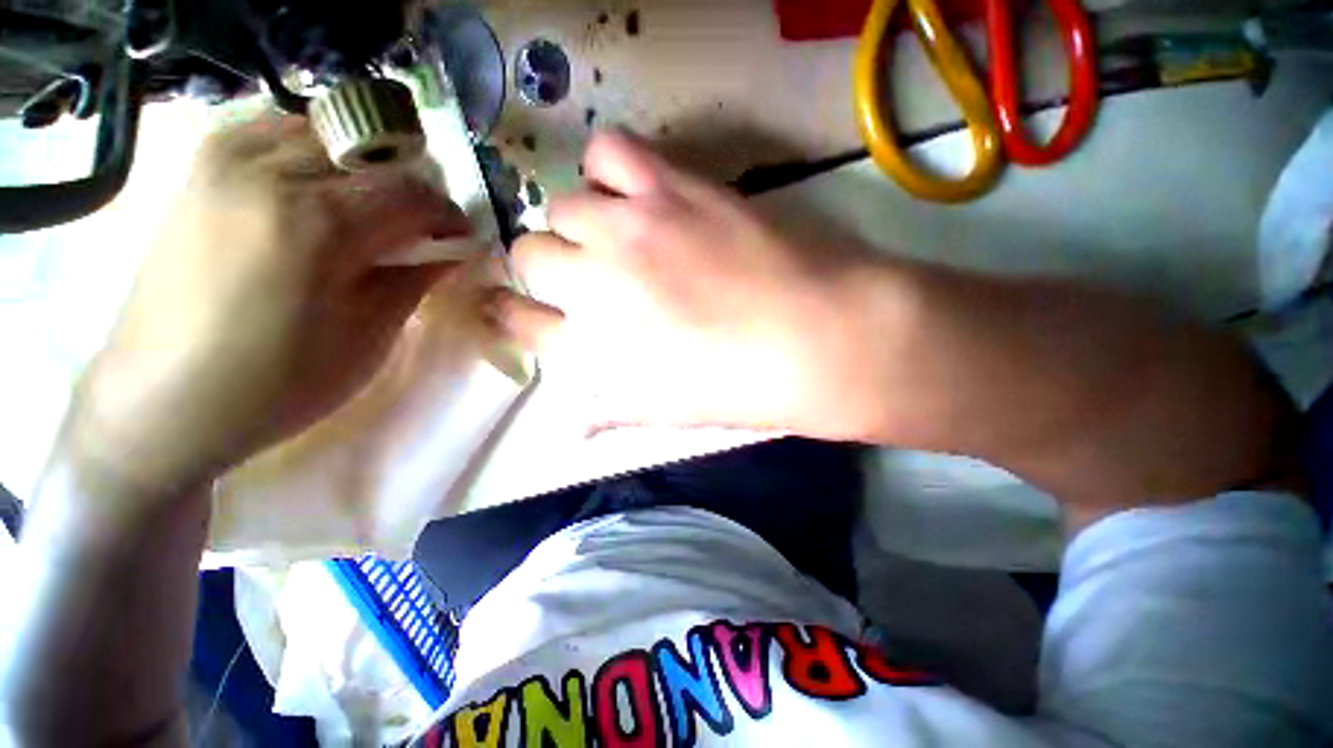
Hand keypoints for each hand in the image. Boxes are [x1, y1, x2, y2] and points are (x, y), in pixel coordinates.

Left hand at [62, 115, 467, 512]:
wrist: (165, 401)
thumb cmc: (280, 382)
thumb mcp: (370, 336)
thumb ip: (416, 279)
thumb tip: (453, 250)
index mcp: (320, 223)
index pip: (413, 192)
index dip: (448, 213)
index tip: (460, 236)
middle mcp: (269, 172)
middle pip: (370, 155)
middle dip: (409, 189)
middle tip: (418, 227)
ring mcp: (224, 162)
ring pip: (321, 134)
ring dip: (360, 167)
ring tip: (367, 211)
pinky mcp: (198, 170)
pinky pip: (270, 132)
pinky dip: (309, 152)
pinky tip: (313, 190)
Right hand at [486, 132, 883, 436]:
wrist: (815, 337)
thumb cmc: (739, 387)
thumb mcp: (666, 412)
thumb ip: (608, 411)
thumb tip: (570, 426)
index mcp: (591, 346)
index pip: (518, 321)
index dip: (514, 313)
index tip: (521, 309)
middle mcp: (595, 281)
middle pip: (529, 253)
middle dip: (546, 266)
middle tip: (582, 275)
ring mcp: (630, 228)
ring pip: (562, 204)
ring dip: (576, 222)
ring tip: (610, 234)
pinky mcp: (671, 188)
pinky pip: (609, 152)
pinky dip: (607, 169)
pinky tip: (631, 193)